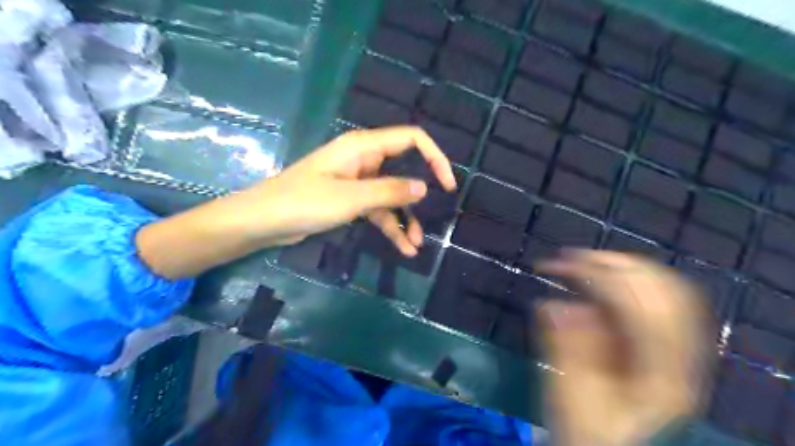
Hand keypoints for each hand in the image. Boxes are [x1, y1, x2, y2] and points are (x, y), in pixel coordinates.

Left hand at [233, 126, 456, 253]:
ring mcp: (358, 181)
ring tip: (416, 245)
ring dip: (406, 218)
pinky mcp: (350, 200)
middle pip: (405, 170)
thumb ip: (389, 192)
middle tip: (436, 216)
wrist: (263, 221)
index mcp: (364, 147)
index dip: (435, 158)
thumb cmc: (303, 202)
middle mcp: (364, 159)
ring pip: (392, 196)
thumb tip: (424, 187)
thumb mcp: (351, 198)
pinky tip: (403, 247)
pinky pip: (378, 210)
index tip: (447, 185)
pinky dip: (390, 227)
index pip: (412, 140)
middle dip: (421, 195)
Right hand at [537, 251, 711, 445]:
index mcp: (660, 376)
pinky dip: (629, 280)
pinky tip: (602, 276)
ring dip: (622, 267)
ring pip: (665, 289)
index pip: (638, 308)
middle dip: (612, 263)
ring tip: (581, 260)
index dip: (597, 277)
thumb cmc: (590, 429)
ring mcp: (679, 349)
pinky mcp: (666, 344)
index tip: (557, 263)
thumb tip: (552, 304)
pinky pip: (657, 298)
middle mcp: (681, 358)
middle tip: (568, 256)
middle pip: (662, 290)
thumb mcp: (572, 397)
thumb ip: (565, 350)